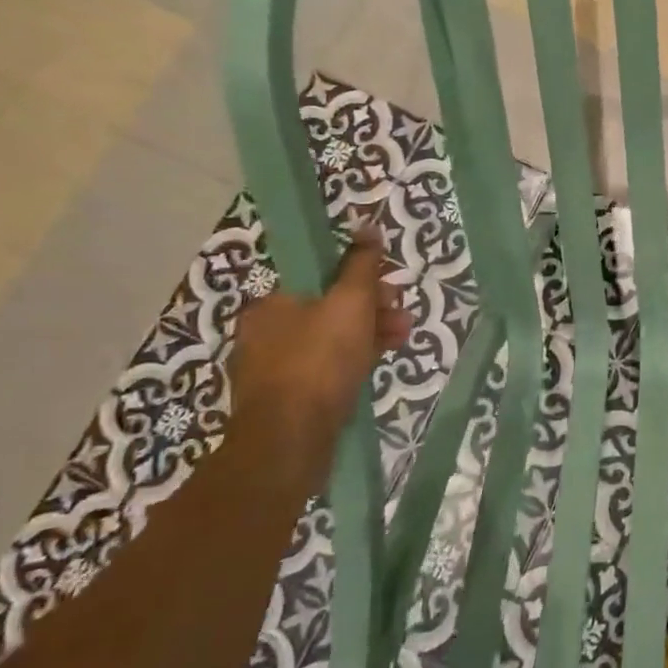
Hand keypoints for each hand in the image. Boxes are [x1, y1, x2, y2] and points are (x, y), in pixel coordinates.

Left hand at [227, 228, 411, 484]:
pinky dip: (352, 363)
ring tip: (402, 341)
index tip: (390, 289)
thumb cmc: (320, 362)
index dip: (362, 279)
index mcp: (272, 304)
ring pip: (330, 340)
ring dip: (368, 335)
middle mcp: (265, 333)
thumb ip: (361, 264)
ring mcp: (272, 369)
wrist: (289, 441)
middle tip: (402, 317)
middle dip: (372, 309)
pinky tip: (376, 366)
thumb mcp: (350, 303)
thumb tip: (367, 225)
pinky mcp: (285, 401)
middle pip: (328, 308)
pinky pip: (325, 370)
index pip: (322, 278)